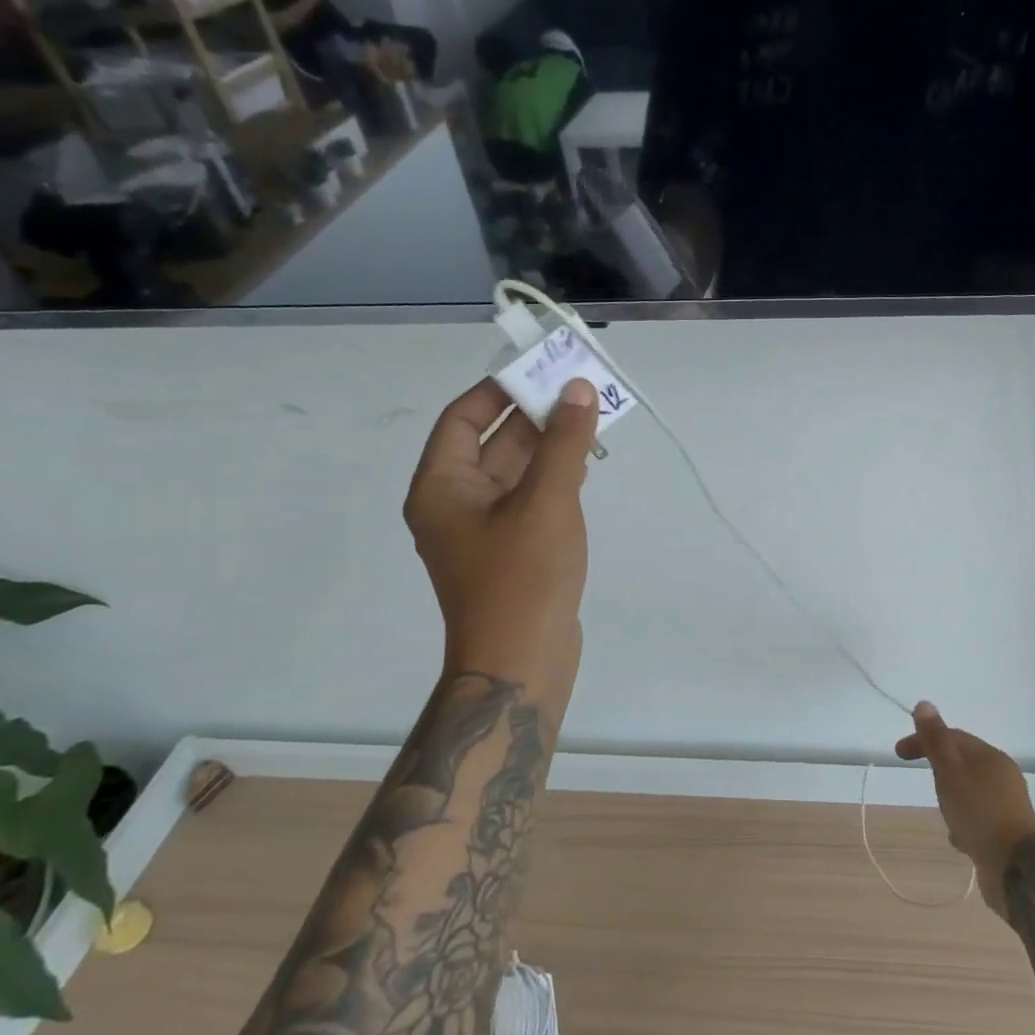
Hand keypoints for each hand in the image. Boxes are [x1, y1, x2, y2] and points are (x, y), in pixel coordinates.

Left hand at [405, 376, 599, 701]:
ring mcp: (485, 529)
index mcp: (442, 487)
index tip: (541, 370)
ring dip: (550, 445)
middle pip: (493, 441)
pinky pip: (531, 497)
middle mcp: (456, 503)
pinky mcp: (513, 549)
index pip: (463, 418)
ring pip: (516, 470)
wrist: (522, 664)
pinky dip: (555, 476)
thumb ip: (564, 442)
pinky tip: (587, 463)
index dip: (499, 389)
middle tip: (579, 390)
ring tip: (592, 419)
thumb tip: (578, 388)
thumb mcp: (547, 502)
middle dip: (535, 415)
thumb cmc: (523, 578)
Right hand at [895, 703, 1034, 918]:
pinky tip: (958, 839)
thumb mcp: (950, 772)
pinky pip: (978, 817)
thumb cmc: (978, 813)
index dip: (924, 740)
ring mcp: (1007, 804)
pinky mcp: (1007, 831)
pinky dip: (964, 821)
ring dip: (951, 799)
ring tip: (943, 815)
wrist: (1016, 869)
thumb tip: (924, 704)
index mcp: (990, 756)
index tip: (899, 754)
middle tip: (926, 786)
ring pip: (969, 791)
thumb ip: (935, 740)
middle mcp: (1003, 775)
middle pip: (962, 763)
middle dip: (939, 771)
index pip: (952, 737)